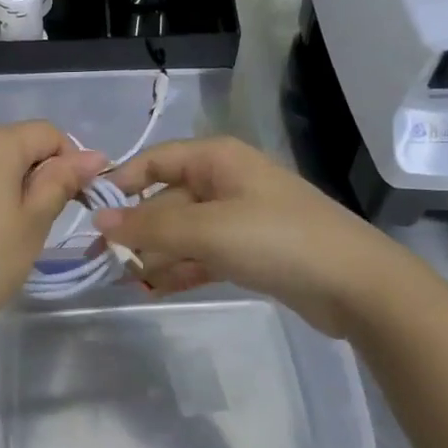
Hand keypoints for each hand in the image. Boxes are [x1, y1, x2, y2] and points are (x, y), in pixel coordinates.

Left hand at [0, 122, 108, 362]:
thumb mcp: (32, 224)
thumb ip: (61, 182)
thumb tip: (94, 155)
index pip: (49, 133)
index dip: (71, 162)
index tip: (75, 202)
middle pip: (18, 143)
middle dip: (39, 174)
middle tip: (42, 223)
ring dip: (11, 186)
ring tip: (10, 233)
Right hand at [94, 136, 443, 337]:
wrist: (356, 285)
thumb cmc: (277, 240)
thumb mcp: (208, 230)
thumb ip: (151, 228)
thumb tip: (98, 224)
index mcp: (217, 159)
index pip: (154, 161)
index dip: (121, 184)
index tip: (90, 214)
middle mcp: (225, 181)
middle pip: (167, 200)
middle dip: (138, 230)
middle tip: (102, 261)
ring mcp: (240, 217)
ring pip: (184, 230)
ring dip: (157, 254)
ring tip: (124, 279)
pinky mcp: (251, 250)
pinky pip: (204, 253)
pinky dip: (182, 268)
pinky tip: (156, 288)